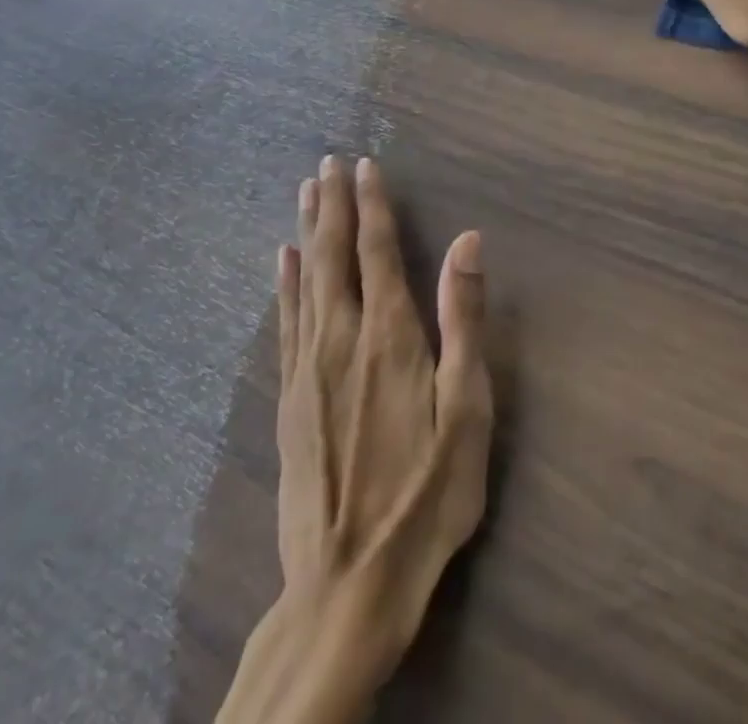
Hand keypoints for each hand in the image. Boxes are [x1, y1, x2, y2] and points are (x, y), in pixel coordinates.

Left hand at [219, 156, 491, 723]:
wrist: (348, 585)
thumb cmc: (426, 493)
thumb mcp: (467, 407)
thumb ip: (463, 319)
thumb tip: (468, 241)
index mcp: (390, 334)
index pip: (378, 250)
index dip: (372, 204)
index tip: (365, 165)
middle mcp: (342, 337)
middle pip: (332, 254)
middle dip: (332, 204)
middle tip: (328, 162)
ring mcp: (307, 368)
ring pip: (304, 280)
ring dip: (305, 230)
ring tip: (305, 191)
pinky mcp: (288, 399)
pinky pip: (285, 320)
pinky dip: (282, 282)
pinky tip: (279, 261)